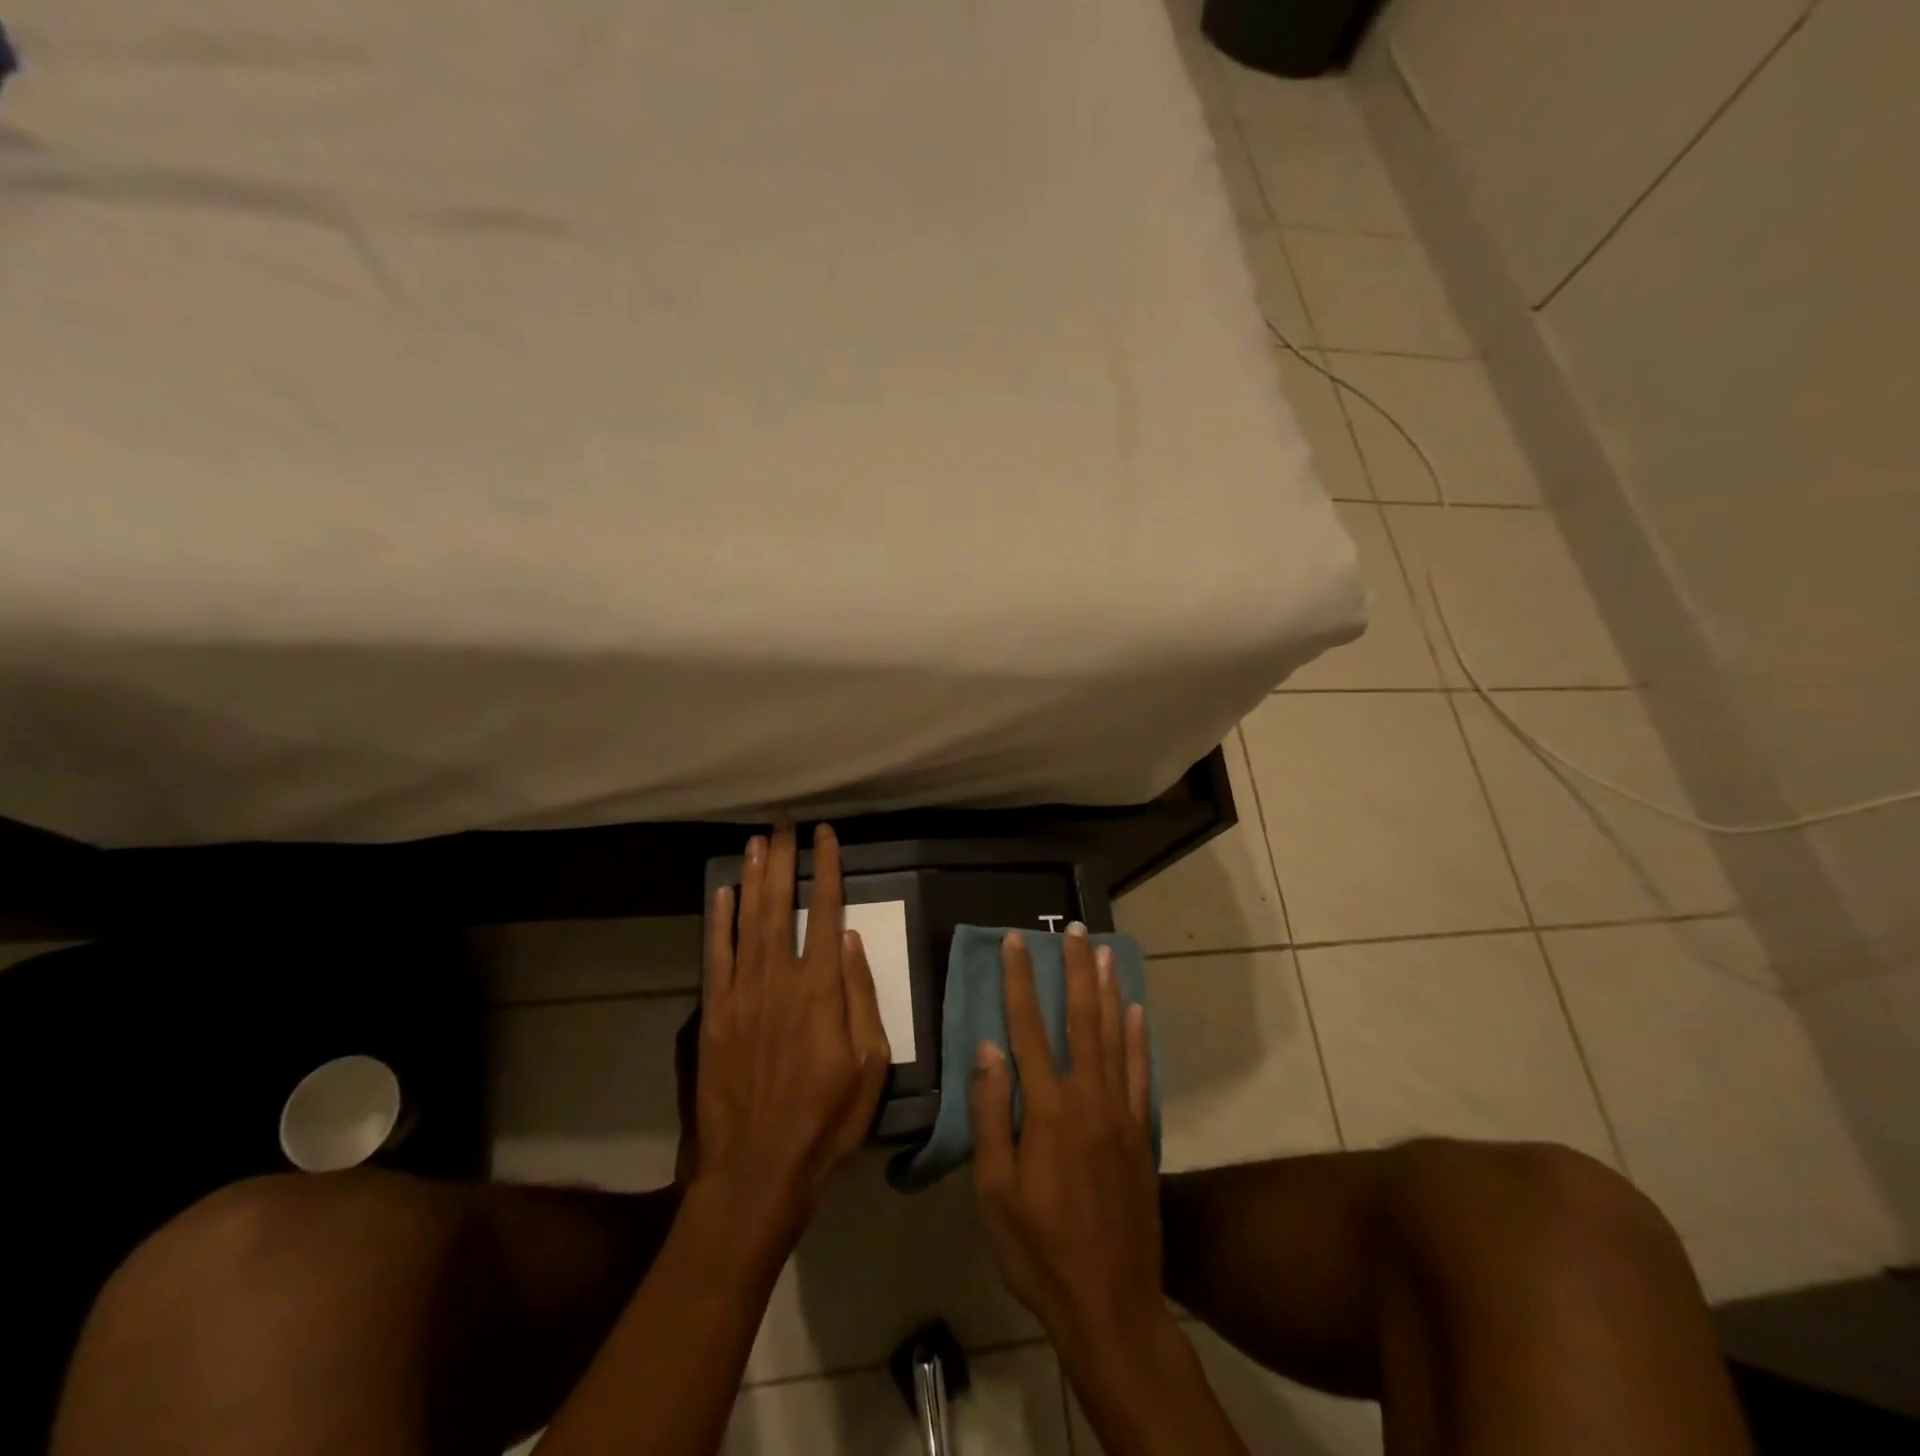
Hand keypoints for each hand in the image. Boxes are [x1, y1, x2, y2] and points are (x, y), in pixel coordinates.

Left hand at [692, 823, 890, 1228]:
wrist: (757, 1168)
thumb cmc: (826, 1119)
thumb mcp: (870, 1065)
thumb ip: (862, 998)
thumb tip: (853, 940)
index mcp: (821, 990)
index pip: (827, 911)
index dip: (827, 869)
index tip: (826, 836)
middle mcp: (779, 979)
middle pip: (782, 904)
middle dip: (784, 859)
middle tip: (784, 822)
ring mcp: (741, 994)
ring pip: (748, 920)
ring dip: (752, 878)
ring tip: (756, 842)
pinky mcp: (714, 1014)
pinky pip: (716, 955)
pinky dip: (719, 921)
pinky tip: (723, 894)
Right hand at [971, 926, 1164, 1353]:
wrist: (1111, 1304)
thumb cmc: (1039, 1250)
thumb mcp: (995, 1191)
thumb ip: (992, 1115)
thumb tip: (987, 1048)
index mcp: (1046, 1110)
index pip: (1027, 1028)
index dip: (1020, 981)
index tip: (1015, 942)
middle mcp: (1087, 1098)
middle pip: (1080, 1019)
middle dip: (1074, 970)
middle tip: (1074, 929)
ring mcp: (1120, 1114)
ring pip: (1114, 1036)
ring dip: (1108, 990)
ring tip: (1104, 951)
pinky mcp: (1142, 1134)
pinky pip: (1141, 1074)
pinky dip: (1139, 1038)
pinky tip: (1136, 1010)